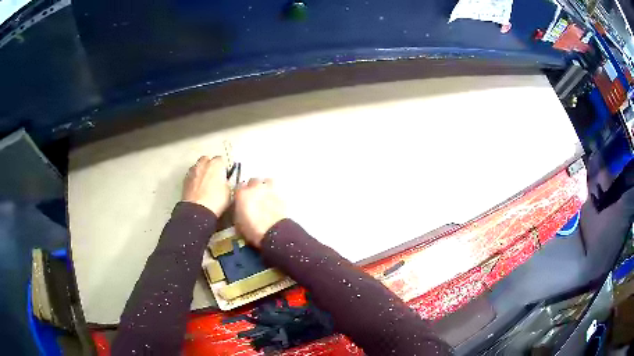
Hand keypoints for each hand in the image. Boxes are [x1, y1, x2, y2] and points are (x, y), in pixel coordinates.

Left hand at [182, 156, 230, 215]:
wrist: (198, 211)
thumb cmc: (215, 201)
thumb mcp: (228, 192)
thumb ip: (226, 183)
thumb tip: (225, 182)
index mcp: (215, 164)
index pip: (221, 159)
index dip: (223, 167)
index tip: (224, 175)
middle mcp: (202, 164)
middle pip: (206, 159)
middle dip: (210, 165)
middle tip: (214, 176)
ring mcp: (192, 172)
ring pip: (197, 166)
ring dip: (201, 171)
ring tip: (204, 182)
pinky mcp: (184, 181)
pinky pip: (191, 176)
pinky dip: (194, 179)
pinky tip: (197, 188)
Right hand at [234, 178, 285, 247]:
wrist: (274, 231)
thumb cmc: (252, 230)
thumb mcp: (238, 223)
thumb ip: (238, 212)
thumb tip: (240, 210)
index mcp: (242, 193)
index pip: (238, 187)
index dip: (240, 193)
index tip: (241, 199)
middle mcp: (255, 187)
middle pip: (253, 181)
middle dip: (253, 187)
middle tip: (254, 198)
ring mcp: (270, 189)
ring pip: (267, 181)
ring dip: (265, 186)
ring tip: (266, 196)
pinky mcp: (282, 194)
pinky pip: (277, 190)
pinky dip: (275, 194)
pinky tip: (275, 202)